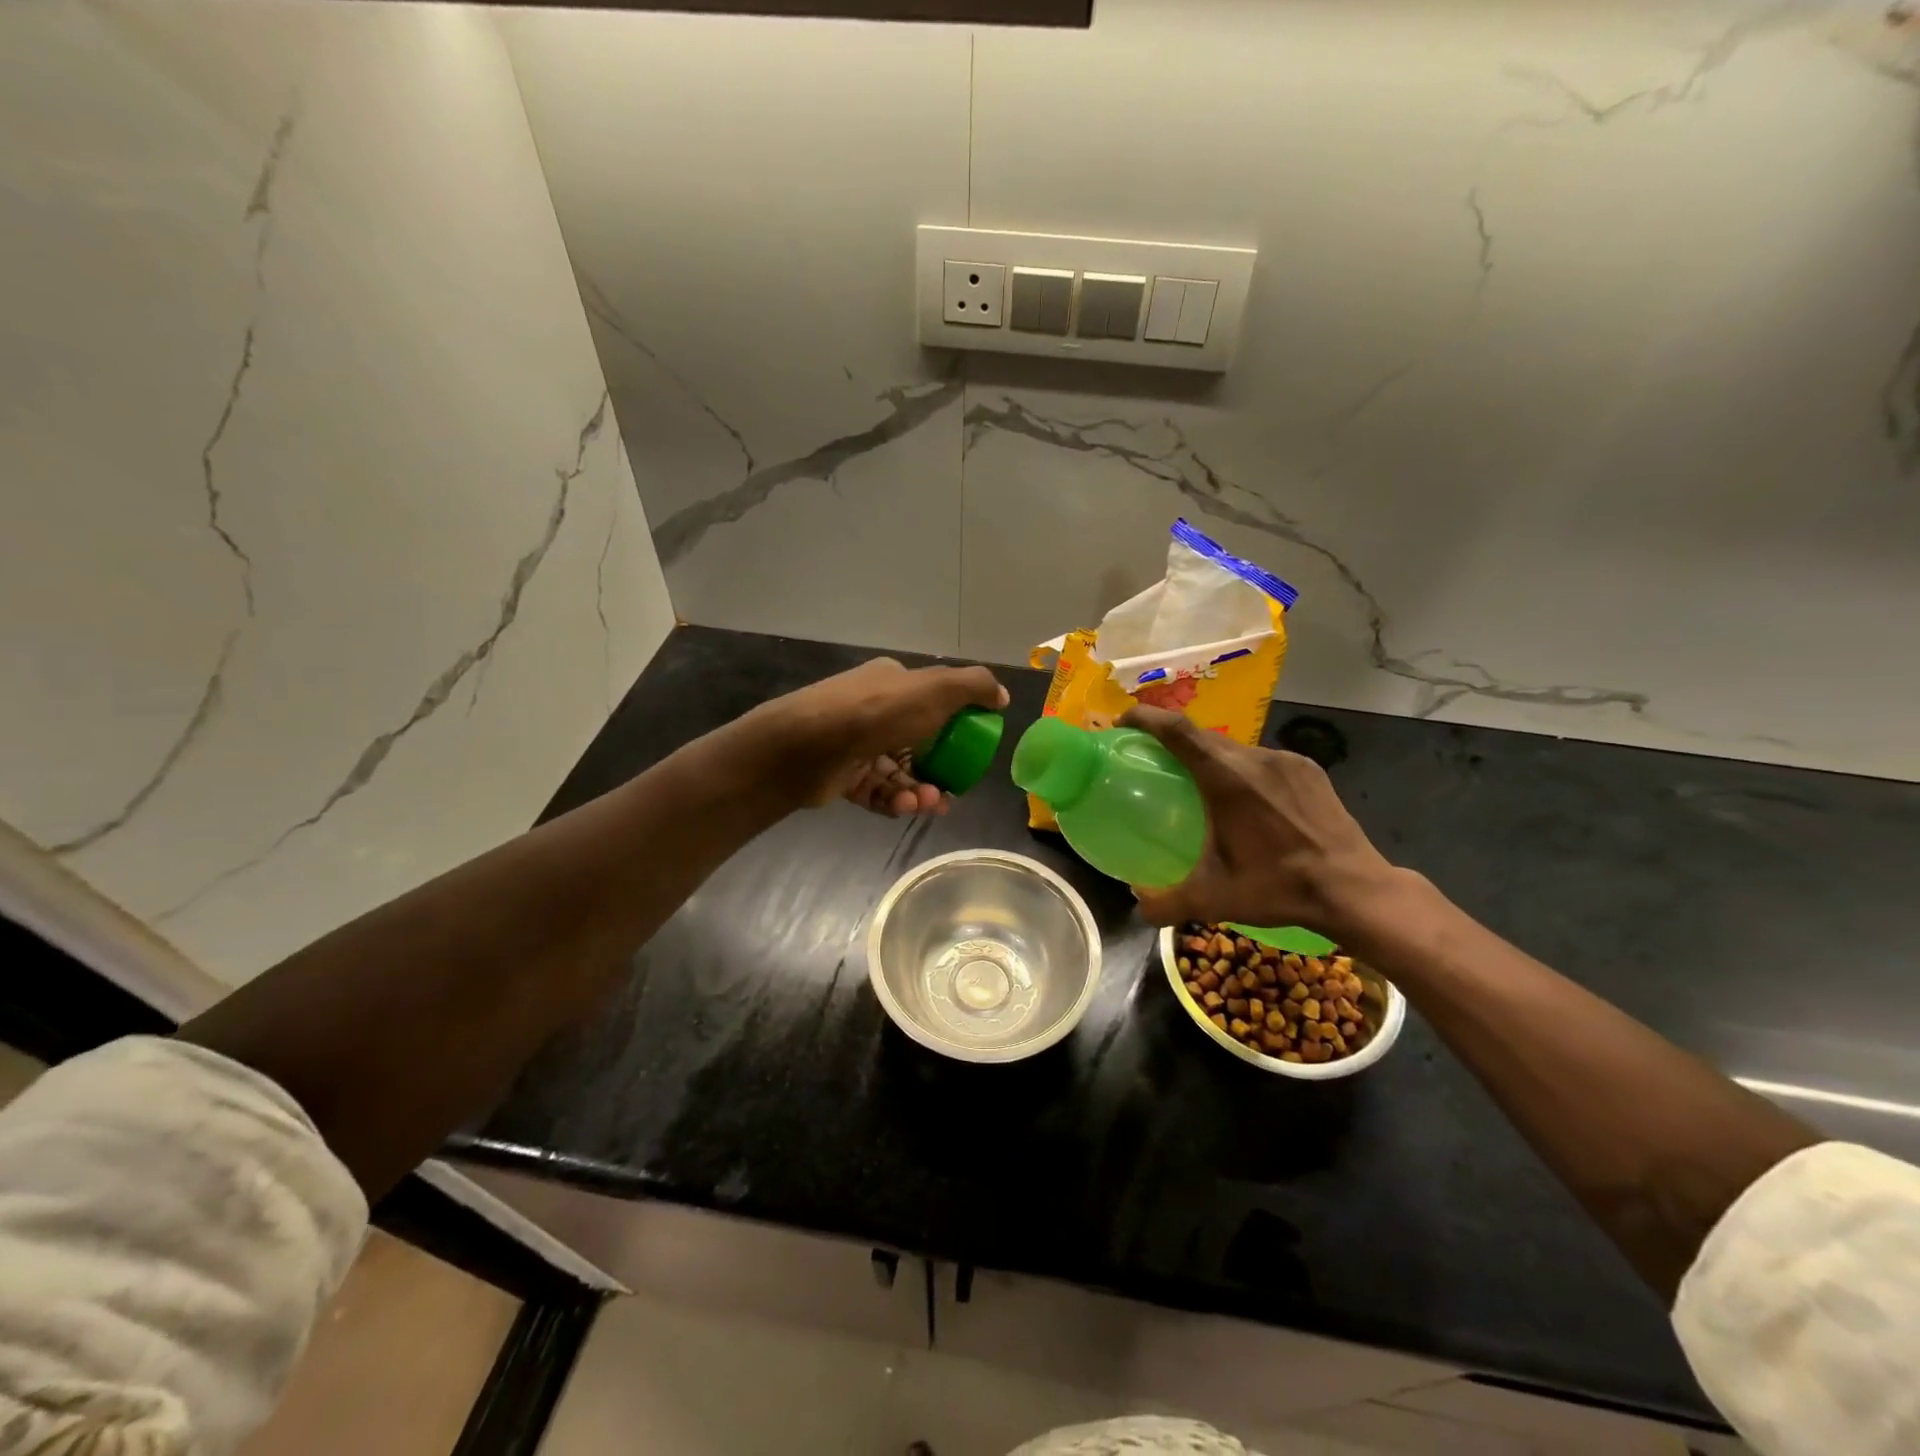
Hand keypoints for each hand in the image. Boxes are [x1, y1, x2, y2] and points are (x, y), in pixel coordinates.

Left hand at [746, 657, 1009, 816]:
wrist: (804, 746)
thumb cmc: (875, 713)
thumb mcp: (934, 690)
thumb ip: (973, 687)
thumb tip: (1001, 695)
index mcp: (892, 682)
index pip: (932, 701)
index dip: (956, 725)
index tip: (972, 750)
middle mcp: (872, 709)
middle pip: (917, 741)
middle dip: (938, 767)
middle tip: (954, 789)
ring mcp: (854, 743)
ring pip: (898, 770)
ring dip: (919, 788)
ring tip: (929, 803)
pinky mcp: (841, 775)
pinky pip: (877, 790)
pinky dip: (894, 799)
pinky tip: (906, 806)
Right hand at [1121, 705, 1401, 939]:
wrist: (1355, 891)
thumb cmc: (1279, 887)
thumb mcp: (1214, 899)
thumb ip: (1167, 903)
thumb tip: (1137, 907)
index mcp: (1226, 778)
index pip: (1178, 731)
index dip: (1147, 719)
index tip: (1124, 723)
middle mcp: (1255, 759)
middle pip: (1205, 736)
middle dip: (1175, 740)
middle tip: (1157, 760)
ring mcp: (1287, 761)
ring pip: (1237, 749)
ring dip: (1213, 758)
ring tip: (1203, 785)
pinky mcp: (1310, 771)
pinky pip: (1265, 761)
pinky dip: (1245, 771)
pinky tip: (1249, 802)